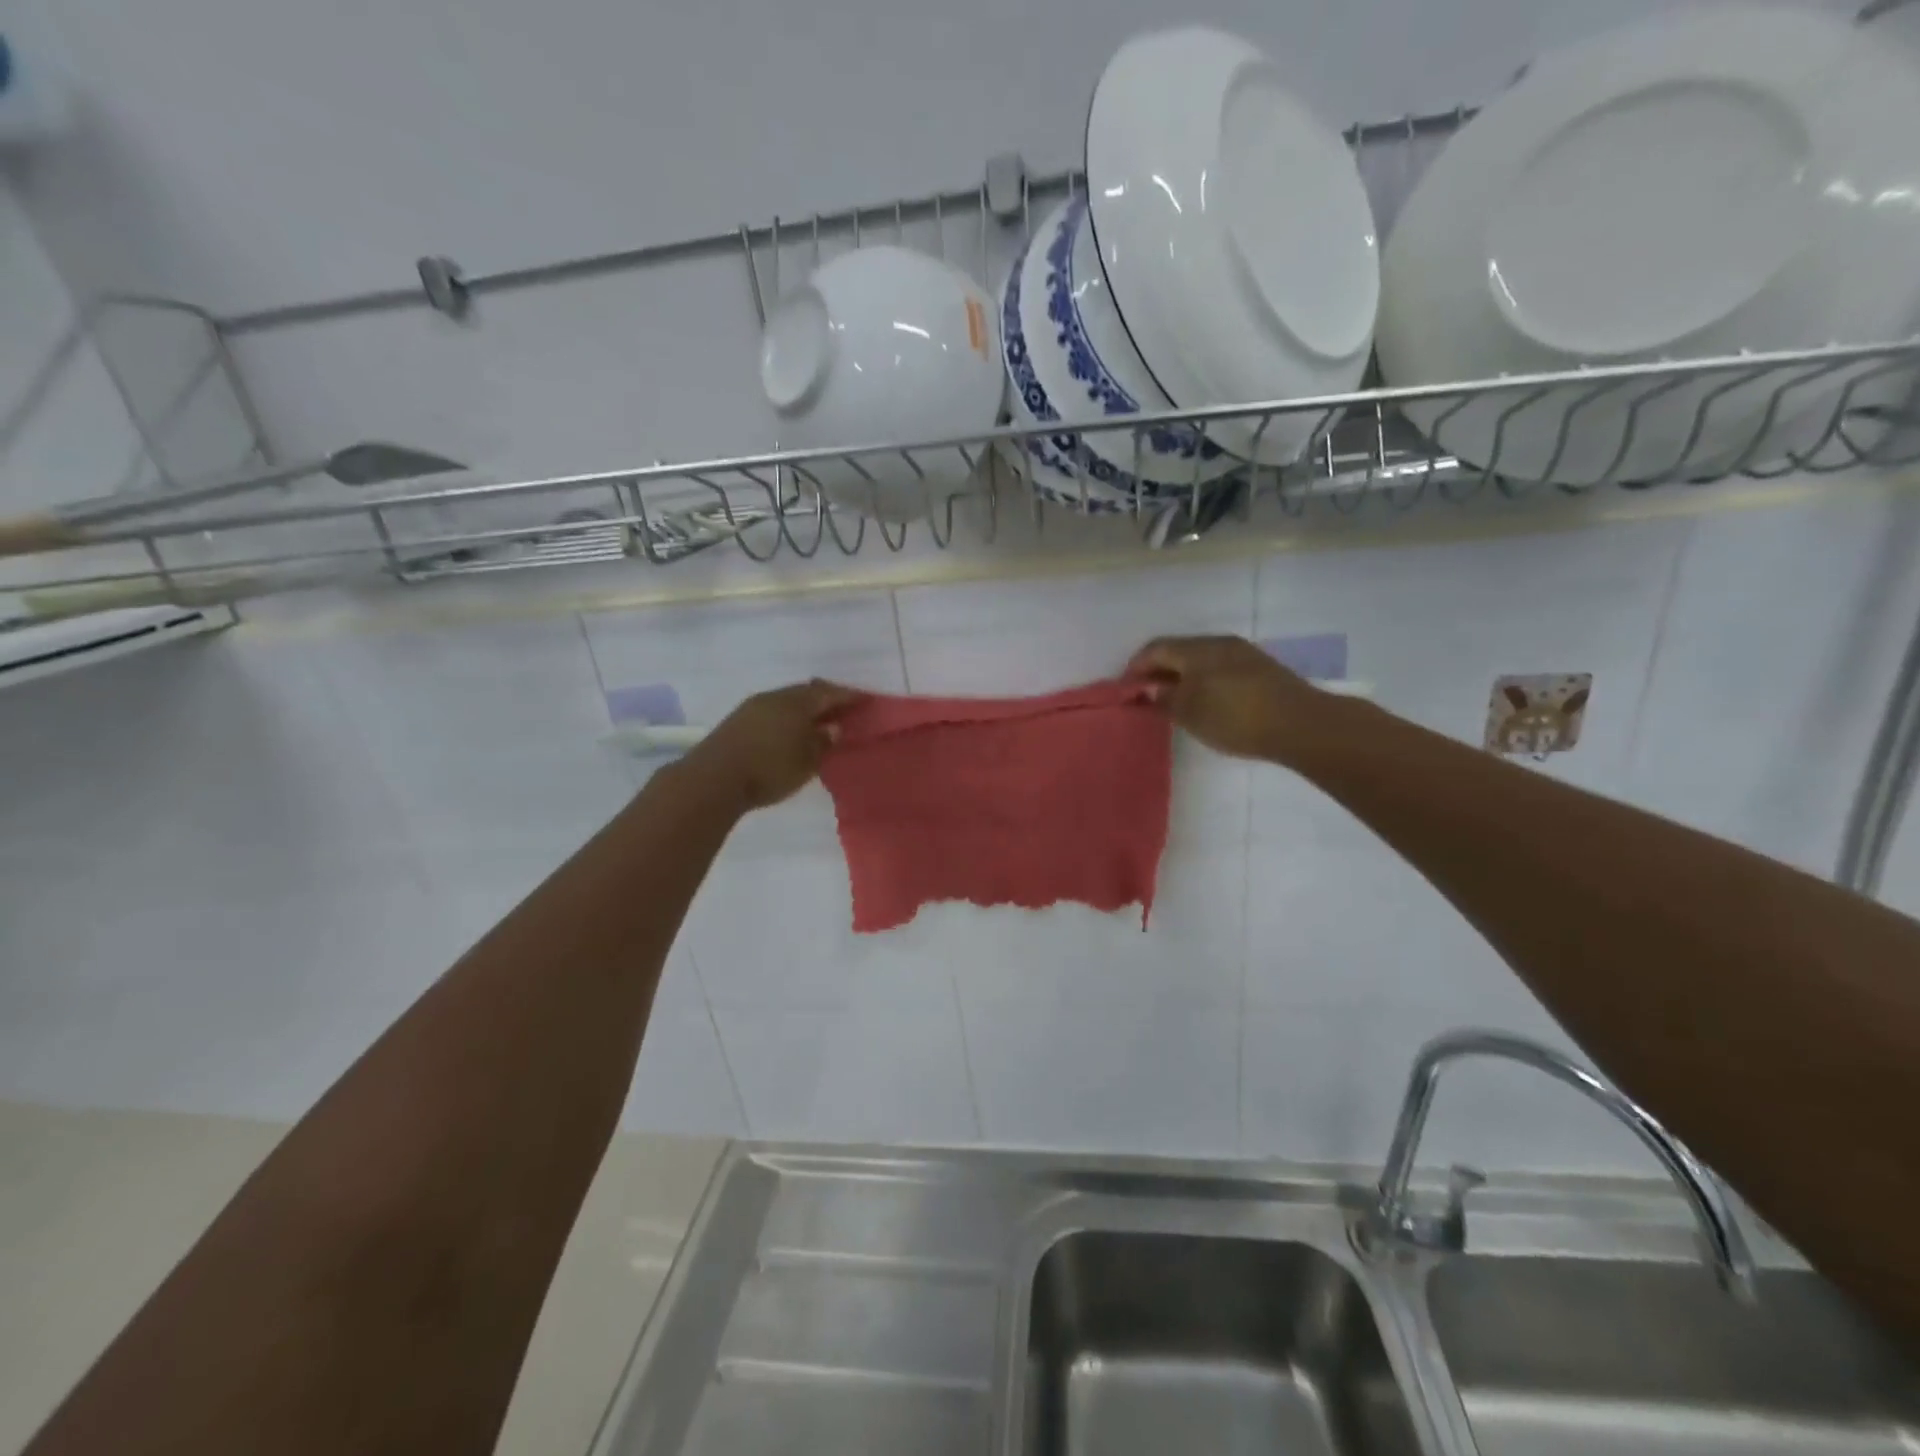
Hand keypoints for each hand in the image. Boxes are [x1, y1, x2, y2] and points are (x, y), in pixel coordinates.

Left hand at [683, 680, 864, 810]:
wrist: (712, 779)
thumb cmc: (769, 769)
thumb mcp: (806, 761)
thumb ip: (823, 741)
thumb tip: (833, 727)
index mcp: (797, 703)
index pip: (830, 693)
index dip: (849, 696)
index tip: (867, 699)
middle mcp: (775, 697)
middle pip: (807, 691)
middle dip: (827, 698)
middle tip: (844, 708)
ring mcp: (753, 706)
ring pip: (788, 699)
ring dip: (806, 707)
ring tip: (819, 720)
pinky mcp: (738, 720)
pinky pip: (773, 710)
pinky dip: (789, 715)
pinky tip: (791, 729)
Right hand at [1127, 635, 1319, 761]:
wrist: (1301, 724)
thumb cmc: (1236, 717)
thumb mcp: (1191, 713)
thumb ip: (1165, 698)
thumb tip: (1151, 688)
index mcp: (1196, 649)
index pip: (1155, 649)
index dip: (1135, 667)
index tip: (1125, 689)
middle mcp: (1218, 643)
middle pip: (1178, 651)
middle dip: (1158, 671)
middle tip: (1146, 695)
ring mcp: (1242, 654)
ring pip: (1200, 659)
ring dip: (1181, 676)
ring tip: (1173, 701)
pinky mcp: (1260, 668)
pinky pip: (1219, 668)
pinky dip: (1202, 680)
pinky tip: (1205, 701)